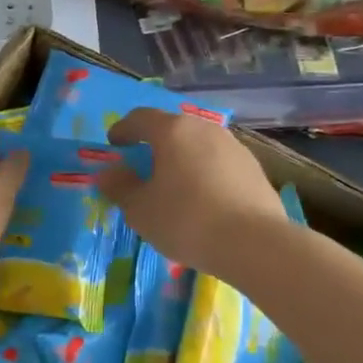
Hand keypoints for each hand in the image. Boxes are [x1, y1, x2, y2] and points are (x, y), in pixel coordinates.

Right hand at [98, 108, 285, 282]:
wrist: (255, 243)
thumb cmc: (186, 220)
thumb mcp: (140, 210)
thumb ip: (120, 188)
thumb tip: (107, 174)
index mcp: (172, 131)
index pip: (140, 118)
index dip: (123, 129)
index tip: (114, 144)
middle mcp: (204, 129)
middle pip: (173, 128)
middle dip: (155, 143)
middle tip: (143, 163)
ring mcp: (234, 147)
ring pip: (199, 145)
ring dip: (183, 158)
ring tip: (174, 183)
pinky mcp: (254, 169)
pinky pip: (219, 164)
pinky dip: (205, 173)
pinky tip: (203, 199)